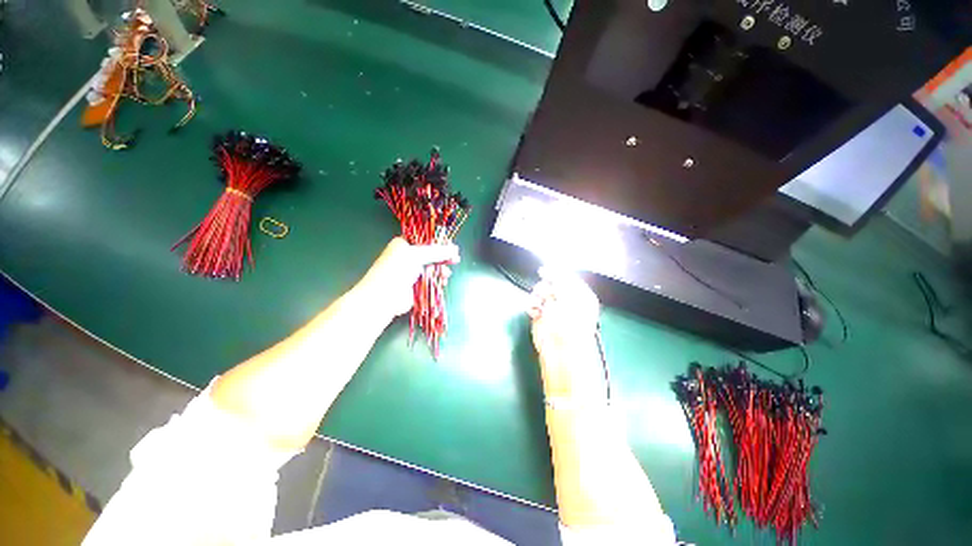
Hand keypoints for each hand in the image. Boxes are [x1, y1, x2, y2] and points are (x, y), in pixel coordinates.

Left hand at [357, 237, 459, 317]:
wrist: (383, 298)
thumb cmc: (395, 270)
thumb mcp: (417, 255)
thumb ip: (437, 251)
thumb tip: (455, 249)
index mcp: (404, 244)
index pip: (425, 239)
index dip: (438, 242)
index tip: (450, 245)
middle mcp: (408, 256)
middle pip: (431, 254)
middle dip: (443, 257)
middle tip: (454, 260)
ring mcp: (413, 271)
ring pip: (433, 267)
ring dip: (441, 270)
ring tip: (446, 274)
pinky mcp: (417, 285)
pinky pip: (432, 280)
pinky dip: (438, 280)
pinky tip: (443, 281)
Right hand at [528, 268, 599, 353]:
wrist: (561, 352)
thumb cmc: (570, 324)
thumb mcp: (569, 296)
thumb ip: (560, 279)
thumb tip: (550, 269)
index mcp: (581, 295)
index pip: (568, 277)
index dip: (556, 272)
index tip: (544, 270)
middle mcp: (568, 300)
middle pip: (552, 283)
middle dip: (546, 286)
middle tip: (545, 293)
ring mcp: (554, 309)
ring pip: (540, 292)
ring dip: (537, 295)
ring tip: (538, 304)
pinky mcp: (541, 317)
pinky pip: (533, 303)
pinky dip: (531, 305)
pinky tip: (534, 311)